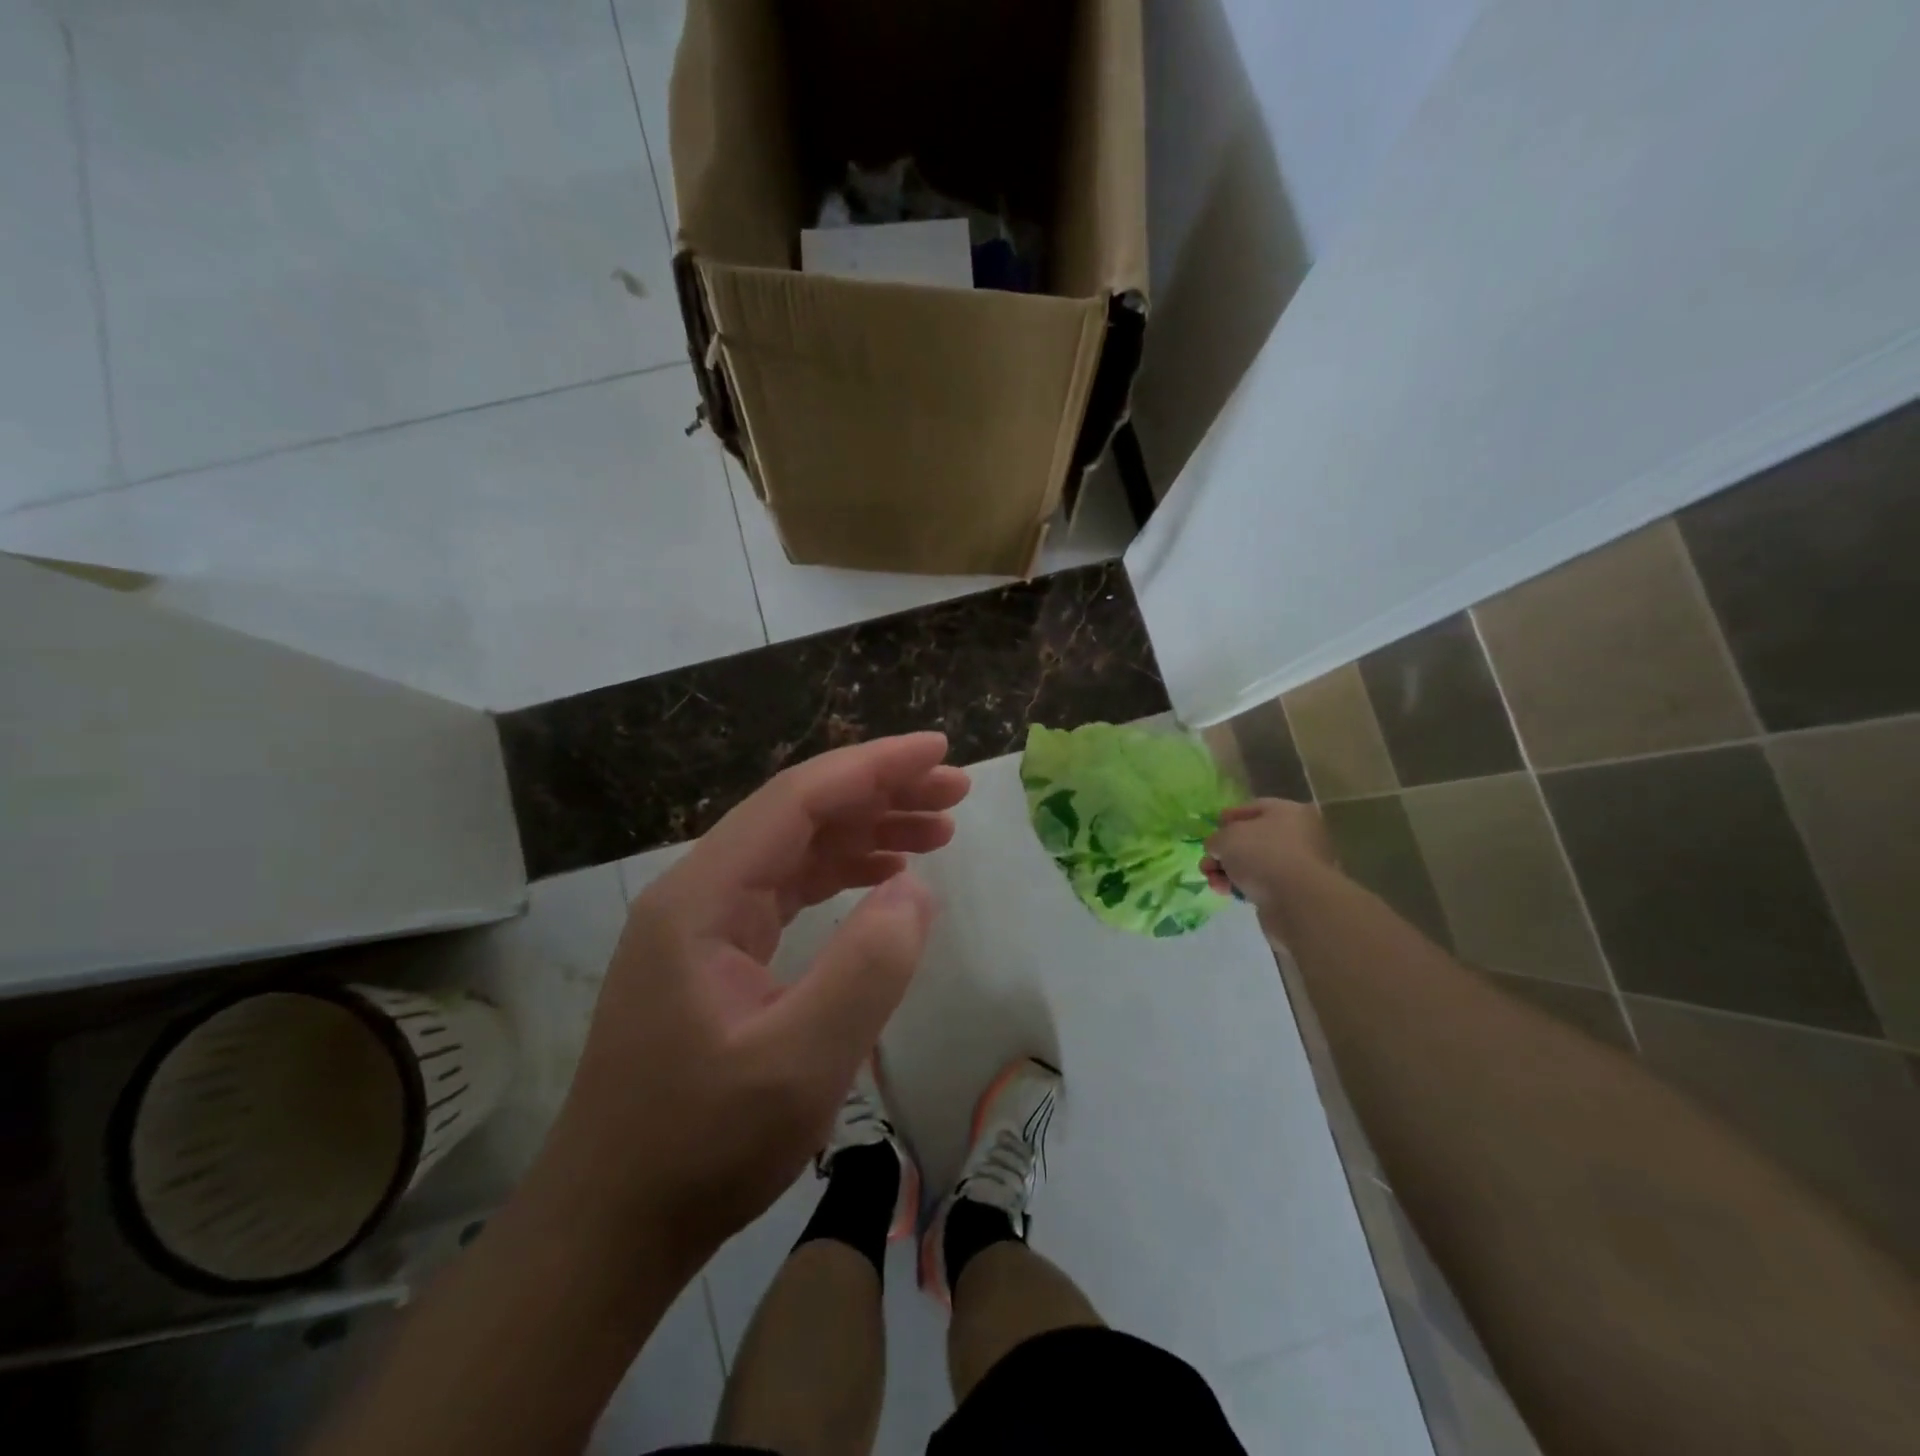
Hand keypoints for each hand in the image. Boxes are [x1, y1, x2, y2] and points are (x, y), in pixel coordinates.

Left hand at [540, 733, 969, 1264]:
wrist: (612, 1223)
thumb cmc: (700, 1147)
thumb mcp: (800, 1065)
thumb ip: (866, 968)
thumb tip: (915, 890)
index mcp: (703, 897)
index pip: (798, 800)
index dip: (874, 767)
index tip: (939, 751)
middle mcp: (698, 891)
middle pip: (799, 813)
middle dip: (880, 793)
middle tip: (954, 791)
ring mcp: (705, 921)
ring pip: (797, 847)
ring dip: (867, 830)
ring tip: (939, 830)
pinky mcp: (717, 952)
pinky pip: (789, 887)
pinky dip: (844, 872)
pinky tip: (885, 875)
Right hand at [1202, 798, 1336, 911]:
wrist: (1296, 901)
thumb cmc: (1262, 855)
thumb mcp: (1226, 838)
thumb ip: (1216, 839)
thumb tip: (1217, 848)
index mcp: (1289, 812)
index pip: (1254, 808)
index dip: (1230, 817)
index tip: (1213, 828)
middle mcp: (1299, 836)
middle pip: (1252, 839)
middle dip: (1225, 851)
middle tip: (1207, 862)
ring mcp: (1298, 865)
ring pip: (1255, 863)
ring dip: (1228, 871)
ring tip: (1212, 881)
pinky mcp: (1294, 891)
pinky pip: (1262, 883)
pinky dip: (1243, 886)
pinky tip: (1227, 893)